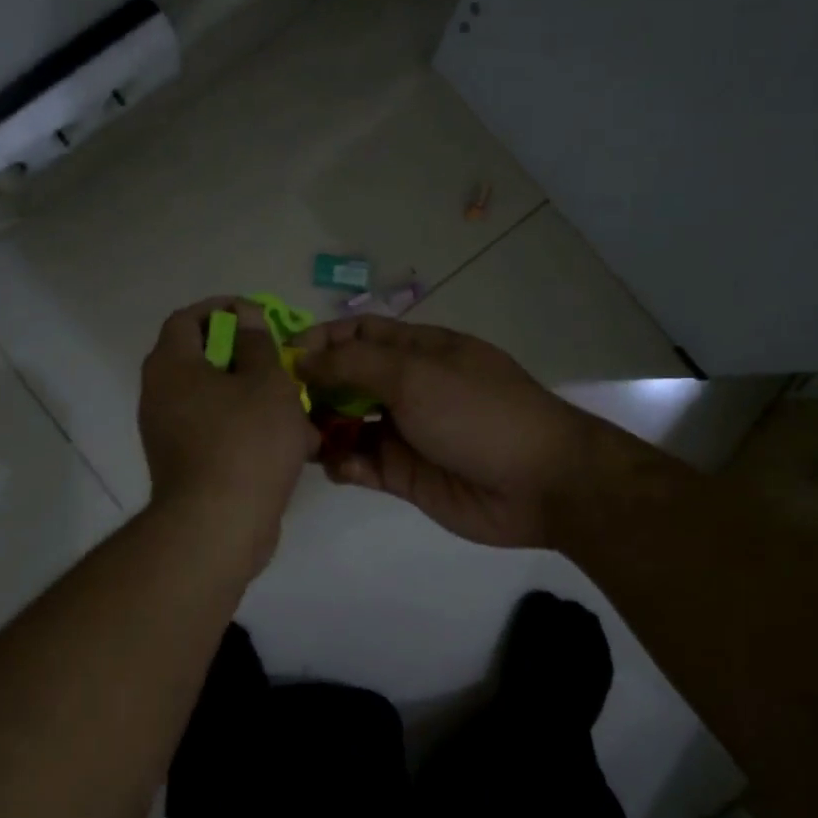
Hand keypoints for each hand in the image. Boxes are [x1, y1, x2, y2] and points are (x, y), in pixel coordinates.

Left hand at [139, 298, 319, 570]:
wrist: (218, 526)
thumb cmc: (245, 442)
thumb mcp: (266, 382)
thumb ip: (258, 343)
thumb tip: (245, 316)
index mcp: (171, 366)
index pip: (187, 319)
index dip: (222, 309)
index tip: (257, 315)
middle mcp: (159, 395)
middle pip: (201, 360)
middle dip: (246, 358)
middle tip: (280, 362)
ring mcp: (168, 433)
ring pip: (215, 400)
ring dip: (254, 398)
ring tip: (295, 407)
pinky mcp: (184, 465)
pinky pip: (217, 433)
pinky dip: (247, 430)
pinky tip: (289, 444)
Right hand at [297, 316, 602, 548]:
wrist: (539, 483)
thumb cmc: (476, 412)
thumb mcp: (414, 374)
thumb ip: (353, 364)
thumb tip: (301, 356)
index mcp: (416, 351)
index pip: (357, 334)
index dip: (320, 340)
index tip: (282, 357)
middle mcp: (407, 387)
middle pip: (346, 380)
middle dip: (312, 388)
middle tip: (279, 405)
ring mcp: (405, 431)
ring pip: (348, 424)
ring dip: (322, 428)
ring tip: (299, 439)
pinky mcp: (404, 474)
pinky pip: (361, 464)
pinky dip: (344, 464)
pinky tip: (339, 468)